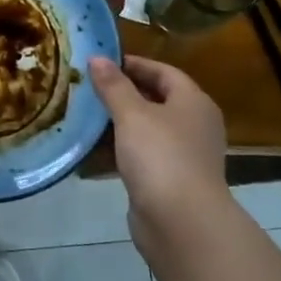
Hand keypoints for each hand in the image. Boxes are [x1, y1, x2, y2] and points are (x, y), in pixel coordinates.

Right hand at [89, 55, 229, 230]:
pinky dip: (121, 149)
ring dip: (120, 122)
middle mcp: (194, 125)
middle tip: (90, 87)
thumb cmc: (161, 156)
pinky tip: (95, 149)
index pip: (164, 71)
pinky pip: (143, 156)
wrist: (181, 223)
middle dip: (124, 92)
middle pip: (157, 99)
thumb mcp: (132, 114)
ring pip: (148, 129)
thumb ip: (113, 85)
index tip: (102, 62)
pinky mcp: (170, 181)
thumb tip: (97, 58)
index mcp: (193, 102)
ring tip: (87, 114)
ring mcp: (184, 156)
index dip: (134, 64)